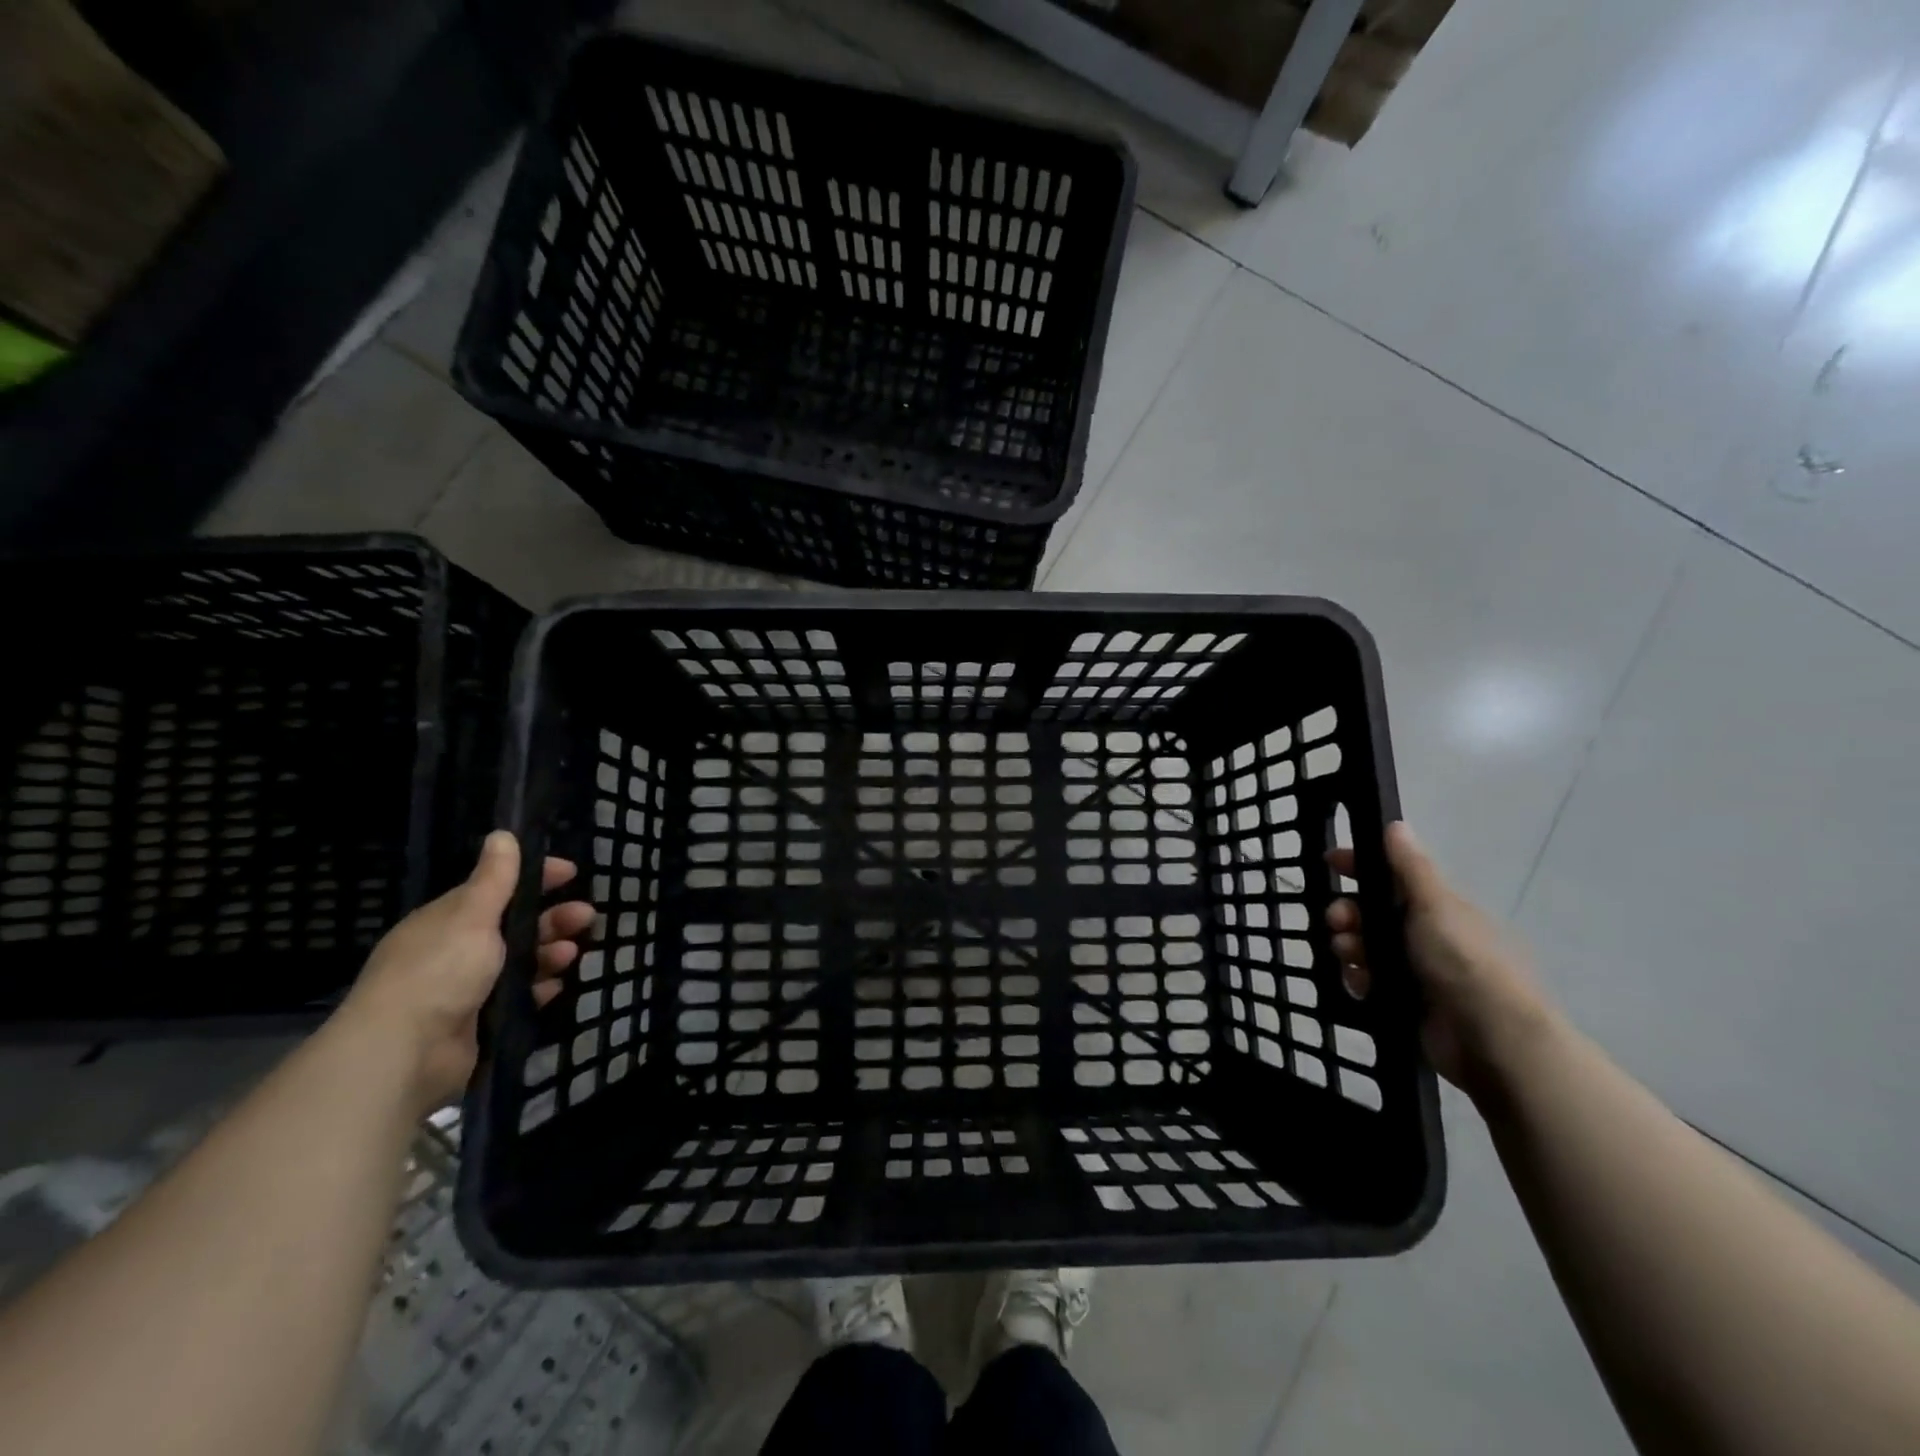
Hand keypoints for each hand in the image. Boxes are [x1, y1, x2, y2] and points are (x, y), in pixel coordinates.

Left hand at [336, 831, 594, 1112]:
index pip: (497, 889)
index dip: (534, 878)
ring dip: (549, 952)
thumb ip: (494, 879)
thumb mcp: (471, 916)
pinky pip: (519, 997)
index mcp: (447, 921)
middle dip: (552, 918)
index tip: (570, 873)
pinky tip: (558, 986)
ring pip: (520, 961)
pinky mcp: (480, 1021)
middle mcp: (455, 951)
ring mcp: (467, 988)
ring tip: (572, 954)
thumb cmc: (439, 972)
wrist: (405, 1054)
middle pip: (514, 925)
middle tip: (587, 916)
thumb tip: (501, 834)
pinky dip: (540, 989)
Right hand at [1326, 822, 1553, 1093]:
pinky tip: (1359, 983)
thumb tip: (1397, 824)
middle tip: (1336, 923)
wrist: (1493, 1040)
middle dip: (1347, 912)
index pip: (1392, 876)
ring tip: (1348, 957)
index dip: (1360, 866)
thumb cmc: (1464, 962)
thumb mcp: (1437, 907)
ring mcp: (1416, 970)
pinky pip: (1368, 981)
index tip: (1329, 864)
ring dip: (1349, 946)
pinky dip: (1358, 979)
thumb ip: (1411, 868)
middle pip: (1371, 912)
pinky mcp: (1406, 1003)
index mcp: (1437, 908)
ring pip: (1365, 947)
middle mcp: (1426, 935)